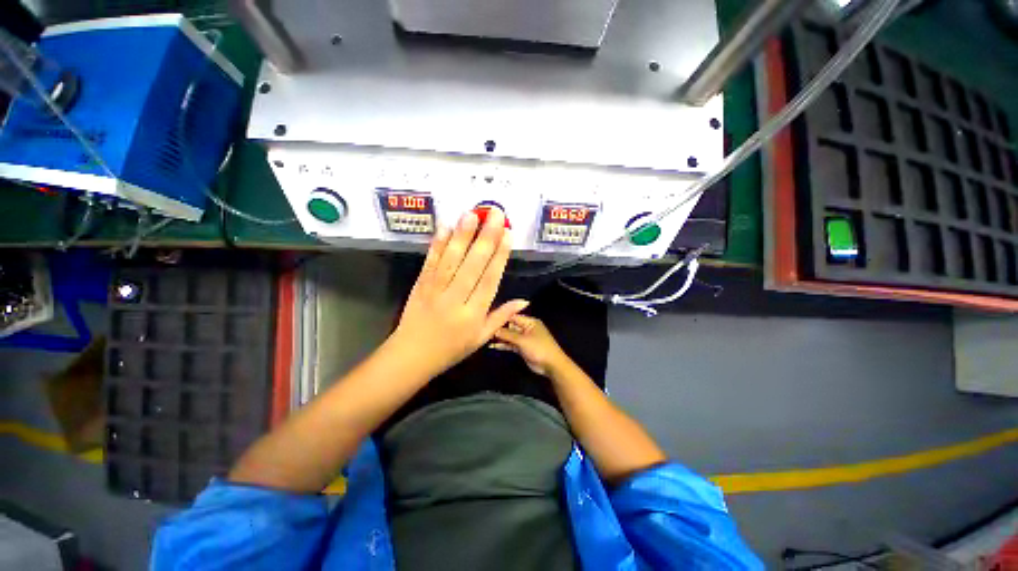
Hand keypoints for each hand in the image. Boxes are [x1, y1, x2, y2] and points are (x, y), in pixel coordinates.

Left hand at [390, 209, 528, 377]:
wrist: (412, 356)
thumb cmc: (451, 349)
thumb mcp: (481, 338)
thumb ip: (502, 317)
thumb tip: (525, 301)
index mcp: (473, 314)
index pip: (490, 280)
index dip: (500, 256)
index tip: (508, 235)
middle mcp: (456, 299)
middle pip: (473, 265)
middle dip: (486, 237)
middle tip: (496, 214)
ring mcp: (435, 290)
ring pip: (451, 260)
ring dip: (462, 235)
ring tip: (471, 214)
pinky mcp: (420, 285)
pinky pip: (430, 262)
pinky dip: (437, 244)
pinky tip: (445, 228)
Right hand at [489, 315, 570, 377]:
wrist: (551, 365)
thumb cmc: (539, 349)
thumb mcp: (522, 340)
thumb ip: (507, 334)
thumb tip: (493, 329)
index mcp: (529, 322)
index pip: (512, 316)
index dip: (501, 317)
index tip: (488, 319)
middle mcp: (526, 328)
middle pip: (510, 326)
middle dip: (498, 328)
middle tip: (484, 329)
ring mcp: (524, 338)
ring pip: (509, 335)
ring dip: (499, 337)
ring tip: (485, 338)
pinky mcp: (522, 348)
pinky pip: (510, 344)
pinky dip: (503, 345)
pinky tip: (492, 346)